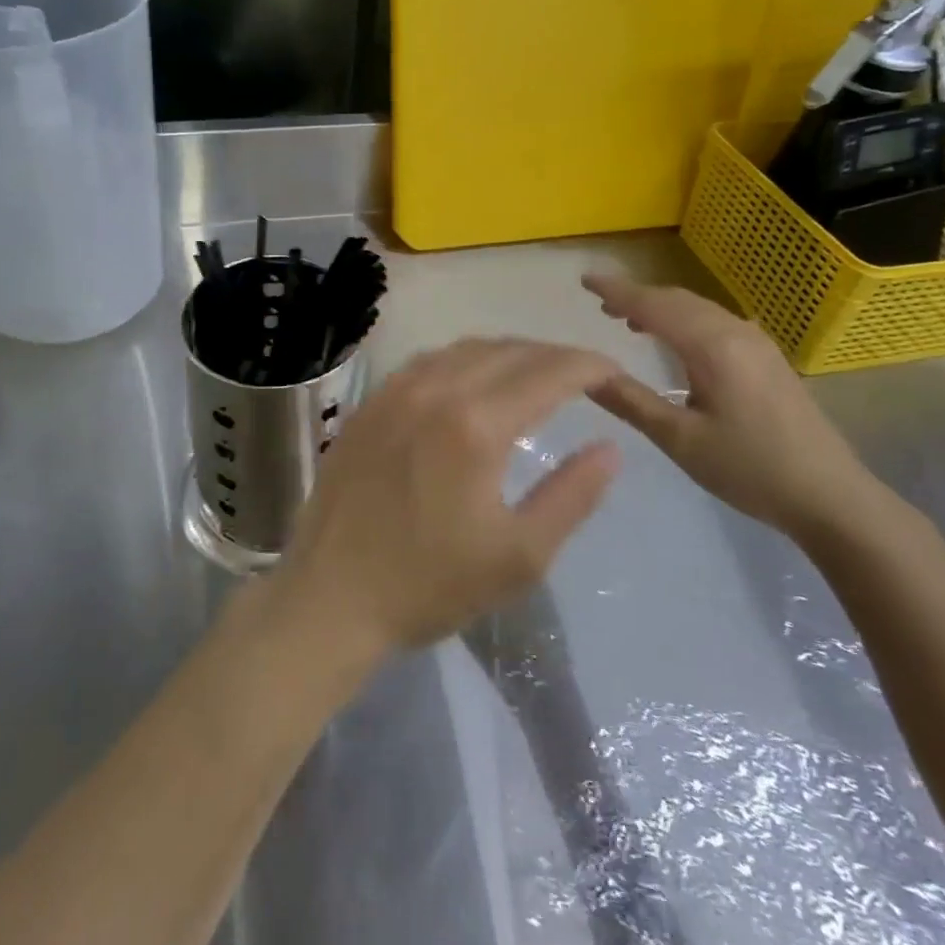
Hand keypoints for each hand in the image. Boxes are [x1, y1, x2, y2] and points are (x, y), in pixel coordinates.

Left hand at [275, 339, 623, 657]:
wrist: (330, 596)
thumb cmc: (429, 585)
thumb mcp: (519, 556)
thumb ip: (572, 496)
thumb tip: (610, 448)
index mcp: (476, 425)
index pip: (548, 372)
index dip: (588, 366)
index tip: (614, 373)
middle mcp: (434, 390)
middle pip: (508, 351)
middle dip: (553, 356)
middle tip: (582, 377)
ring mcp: (394, 391)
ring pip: (465, 349)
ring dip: (509, 353)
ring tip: (534, 375)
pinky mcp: (369, 403)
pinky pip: (427, 361)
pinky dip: (463, 360)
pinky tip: (471, 382)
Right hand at [582, 273, 892, 542]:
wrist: (831, 497)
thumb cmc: (750, 469)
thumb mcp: (680, 440)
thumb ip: (631, 402)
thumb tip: (587, 373)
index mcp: (713, 347)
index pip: (654, 306)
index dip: (617, 291)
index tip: (584, 280)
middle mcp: (736, 332)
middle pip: (677, 300)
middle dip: (637, 296)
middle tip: (600, 303)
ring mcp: (757, 343)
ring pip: (698, 309)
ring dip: (661, 308)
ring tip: (628, 319)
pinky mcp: (767, 358)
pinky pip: (715, 322)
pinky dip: (684, 320)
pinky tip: (674, 340)